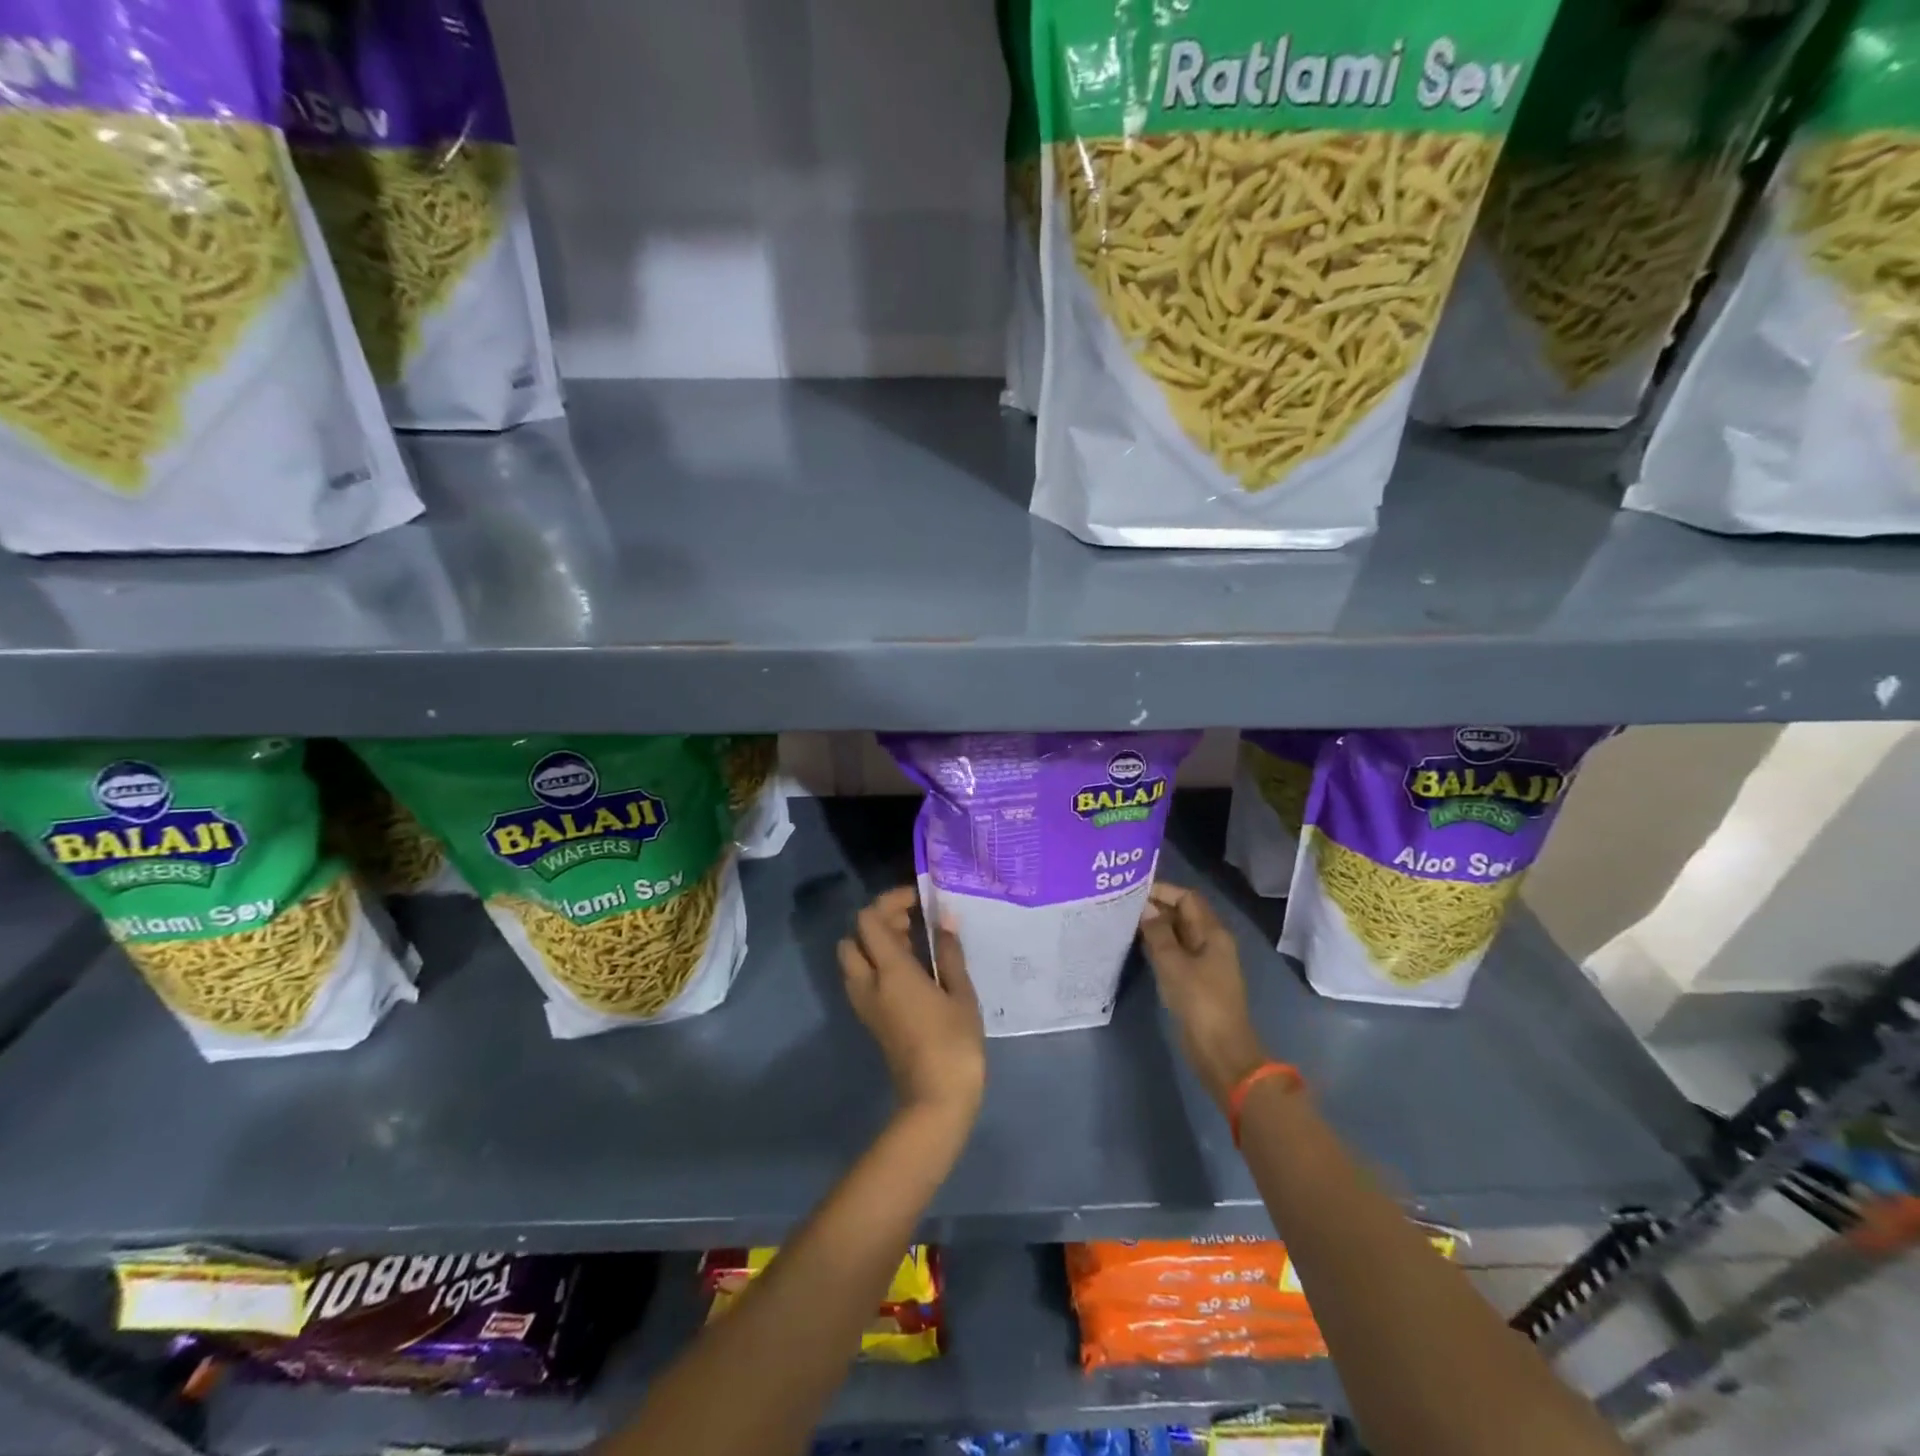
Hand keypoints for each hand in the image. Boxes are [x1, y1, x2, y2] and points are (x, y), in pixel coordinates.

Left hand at [838, 886, 986, 1123]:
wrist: (935, 1100)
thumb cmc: (955, 1043)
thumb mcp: (961, 994)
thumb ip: (949, 953)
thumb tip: (943, 919)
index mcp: (890, 971)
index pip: (869, 921)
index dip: (888, 901)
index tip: (917, 899)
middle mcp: (868, 983)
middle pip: (852, 938)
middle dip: (876, 922)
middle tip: (911, 922)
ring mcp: (865, 1004)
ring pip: (853, 960)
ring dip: (874, 943)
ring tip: (914, 944)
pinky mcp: (870, 1020)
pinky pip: (861, 979)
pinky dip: (876, 964)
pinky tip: (910, 970)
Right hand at [1139, 882, 1268, 1109]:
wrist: (1220, 1052)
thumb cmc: (1199, 1002)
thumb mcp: (1173, 964)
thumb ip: (1158, 933)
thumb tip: (1146, 907)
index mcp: (1213, 933)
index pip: (1187, 898)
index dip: (1162, 890)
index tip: (1132, 889)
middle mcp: (1211, 943)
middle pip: (1183, 915)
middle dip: (1156, 907)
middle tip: (1122, 904)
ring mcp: (1204, 963)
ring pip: (1177, 934)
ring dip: (1155, 928)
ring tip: (1123, 921)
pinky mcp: (1195, 981)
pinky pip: (1175, 954)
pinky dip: (1158, 947)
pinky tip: (1136, 947)